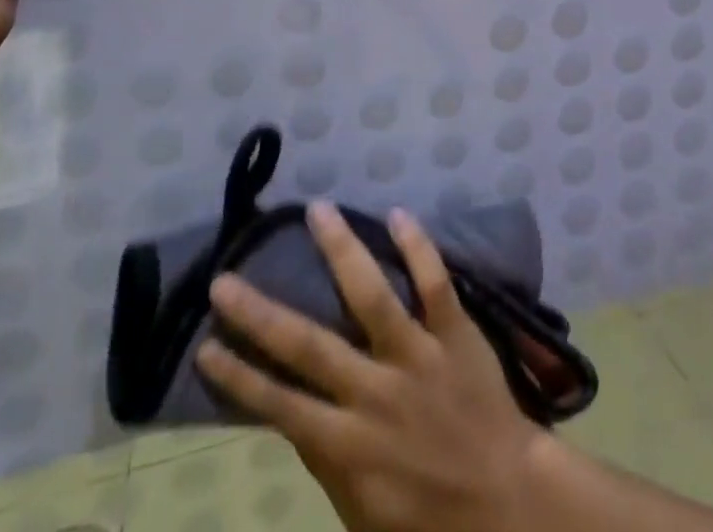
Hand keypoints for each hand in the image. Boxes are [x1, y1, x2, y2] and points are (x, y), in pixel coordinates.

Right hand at [197, 202, 548, 531]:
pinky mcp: (455, 333)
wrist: (507, 505)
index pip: (279, 404)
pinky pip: (435, 283)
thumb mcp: (361, 513)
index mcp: (347, 445)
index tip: (205, 344)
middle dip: (261, 313)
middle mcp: (375, 393)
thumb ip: (326, 462)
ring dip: (342, 250)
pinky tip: (397, 213)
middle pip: (308, 345)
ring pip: (372, 295)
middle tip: (224, 278)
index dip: (238, 376)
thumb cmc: (428, 518)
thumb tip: (291, 414)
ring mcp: (417, 356)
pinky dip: (417, 246)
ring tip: (317, 210)